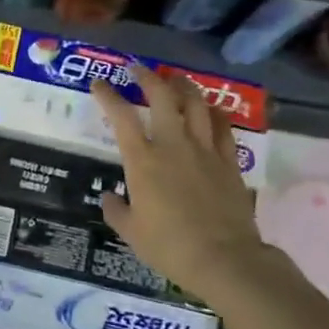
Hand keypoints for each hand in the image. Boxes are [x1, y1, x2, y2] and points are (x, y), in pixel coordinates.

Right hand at [90, 70, 263, 301]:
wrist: (223, 258)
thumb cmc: (169, 246)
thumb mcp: (131, 233)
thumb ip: (116, 210)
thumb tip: (110, 196)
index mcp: (143, 160)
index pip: (121, 116)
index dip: (107, 95)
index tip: (100, 84)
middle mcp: (173, 144)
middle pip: (162, 96)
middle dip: (148, 77)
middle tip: (139, 69)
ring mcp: (204, 149)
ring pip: (196, 103)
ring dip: (183, 86)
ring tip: (175, 79)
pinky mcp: (229, 161)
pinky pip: (223, 126)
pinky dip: (215, 112)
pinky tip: (211, 108)